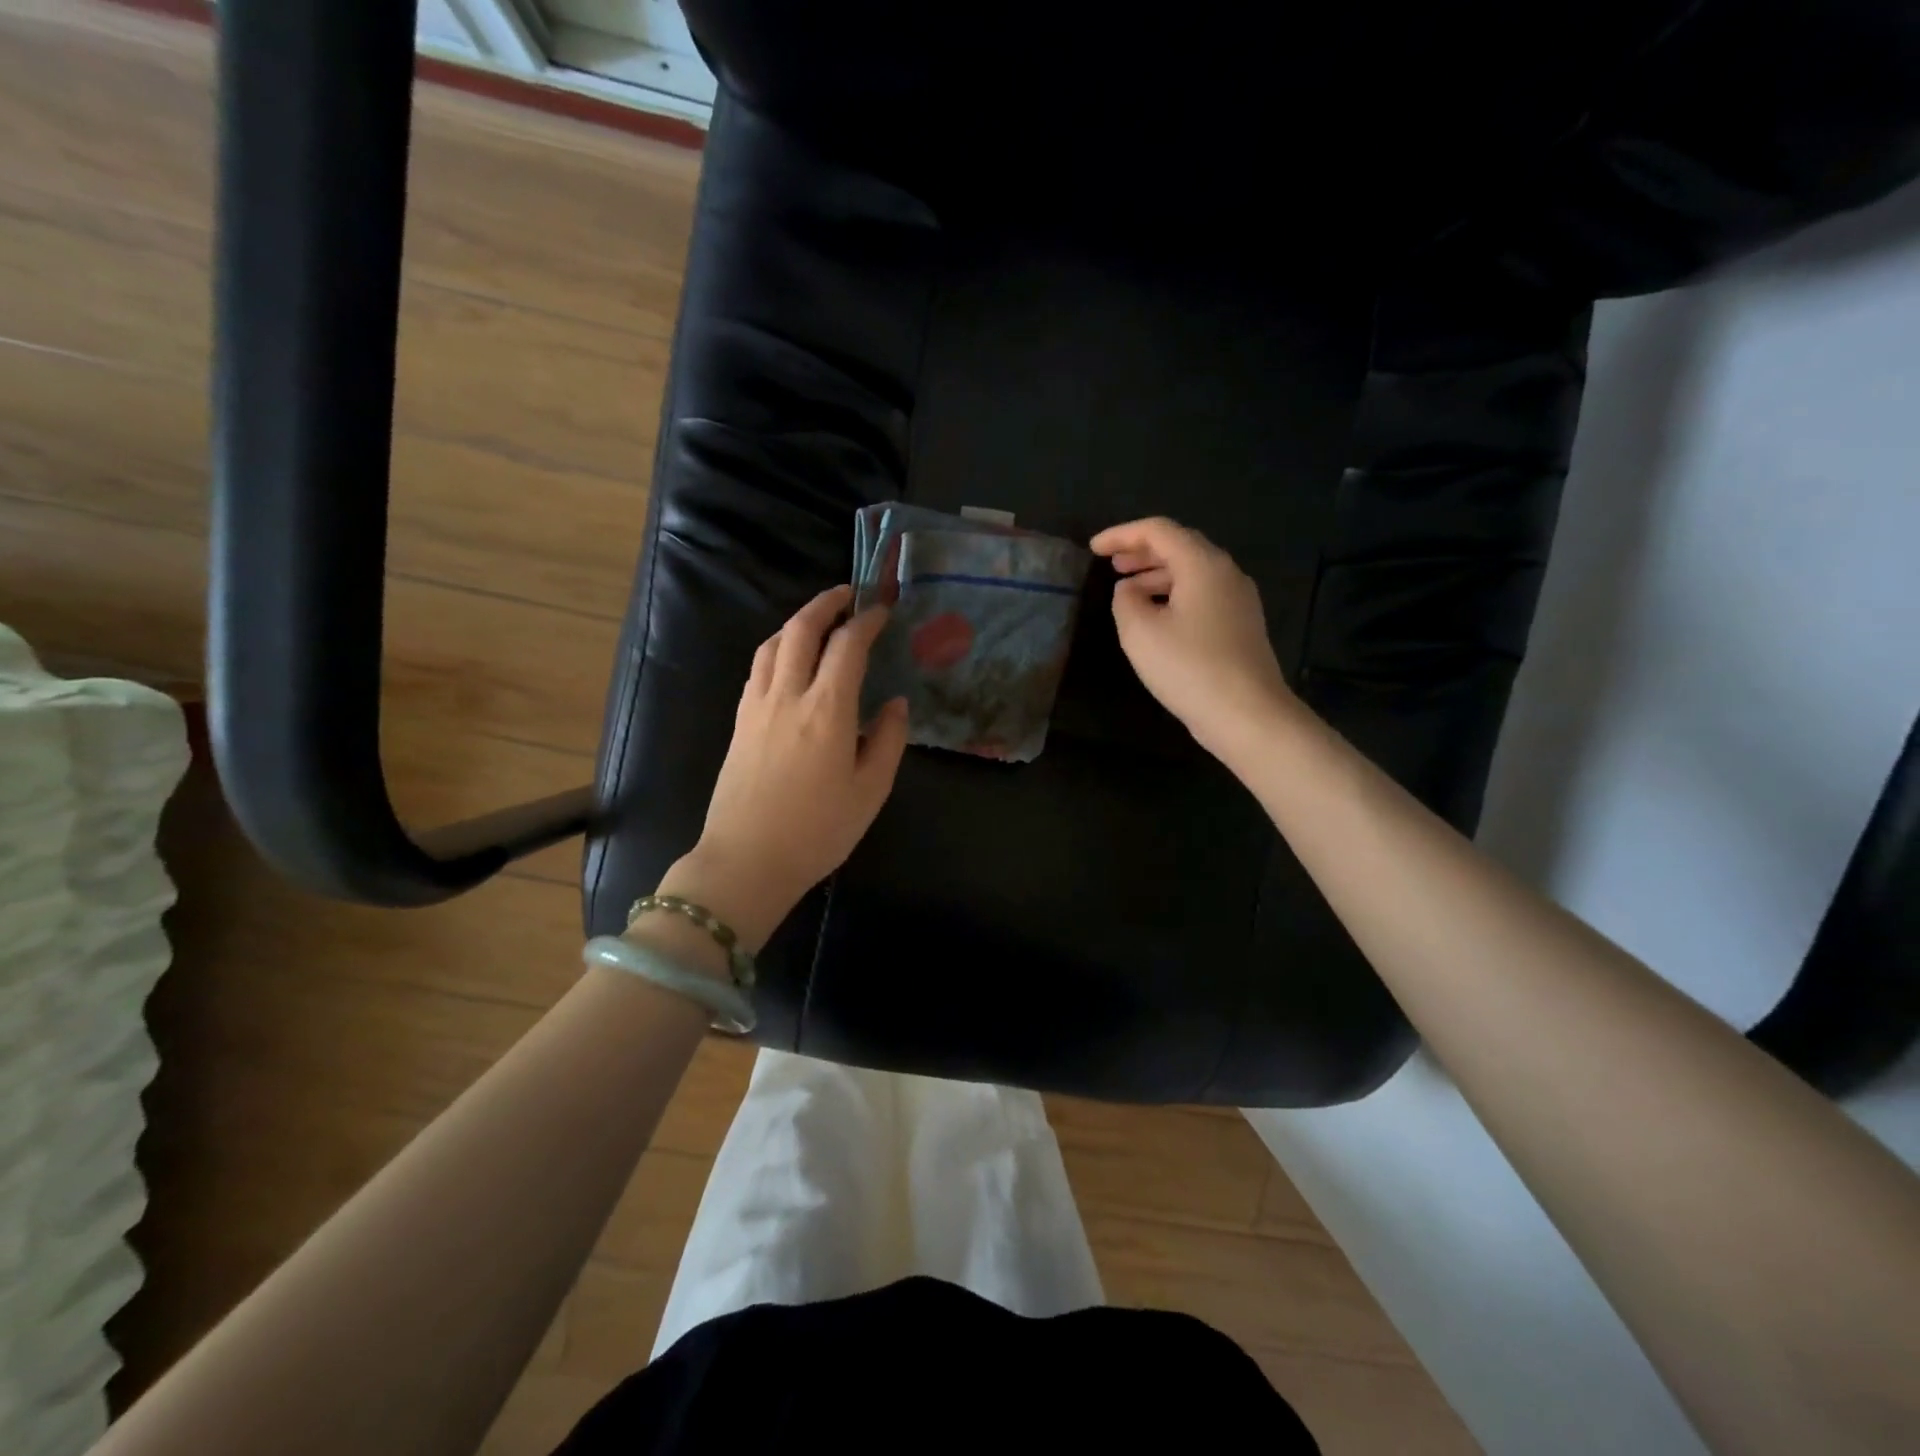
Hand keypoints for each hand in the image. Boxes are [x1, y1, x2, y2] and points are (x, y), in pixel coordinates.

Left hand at [663, 585, 908, 950]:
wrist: (747, 860)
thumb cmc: (818, 830)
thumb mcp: (870, 791)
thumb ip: (887, 740)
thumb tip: (895, 704)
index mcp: (827, 709)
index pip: (847, 645)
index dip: (867, 621)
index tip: (882, 610)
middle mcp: (788, 695)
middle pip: (802, 630)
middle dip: (826, 603)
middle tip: (848, 595)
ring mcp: (757, 706)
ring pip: (773, 643)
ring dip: (798, 621)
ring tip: (819, 620)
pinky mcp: (739, 721)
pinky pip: (759, 667)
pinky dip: (778, 647)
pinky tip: (789, 659)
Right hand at [1089, 517, 1294, 757]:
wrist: (1247, 714)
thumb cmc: (1189, 668)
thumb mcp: (1140, 632)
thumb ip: (1125, 601)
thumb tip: (1128, 590)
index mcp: (1202, 565)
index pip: (1158, 531)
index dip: (1122, 534)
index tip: (1093, 549)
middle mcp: (1226, 573)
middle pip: (1180, 547)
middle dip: (1142, 552)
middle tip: (1111, 564)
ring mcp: (1238, 600)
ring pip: (1192, 572)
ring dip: (1156, 575)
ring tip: (1127, 591)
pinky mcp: (1241, 625)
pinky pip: (1202, 595)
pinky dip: (1173, 595)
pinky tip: (1156, 617)